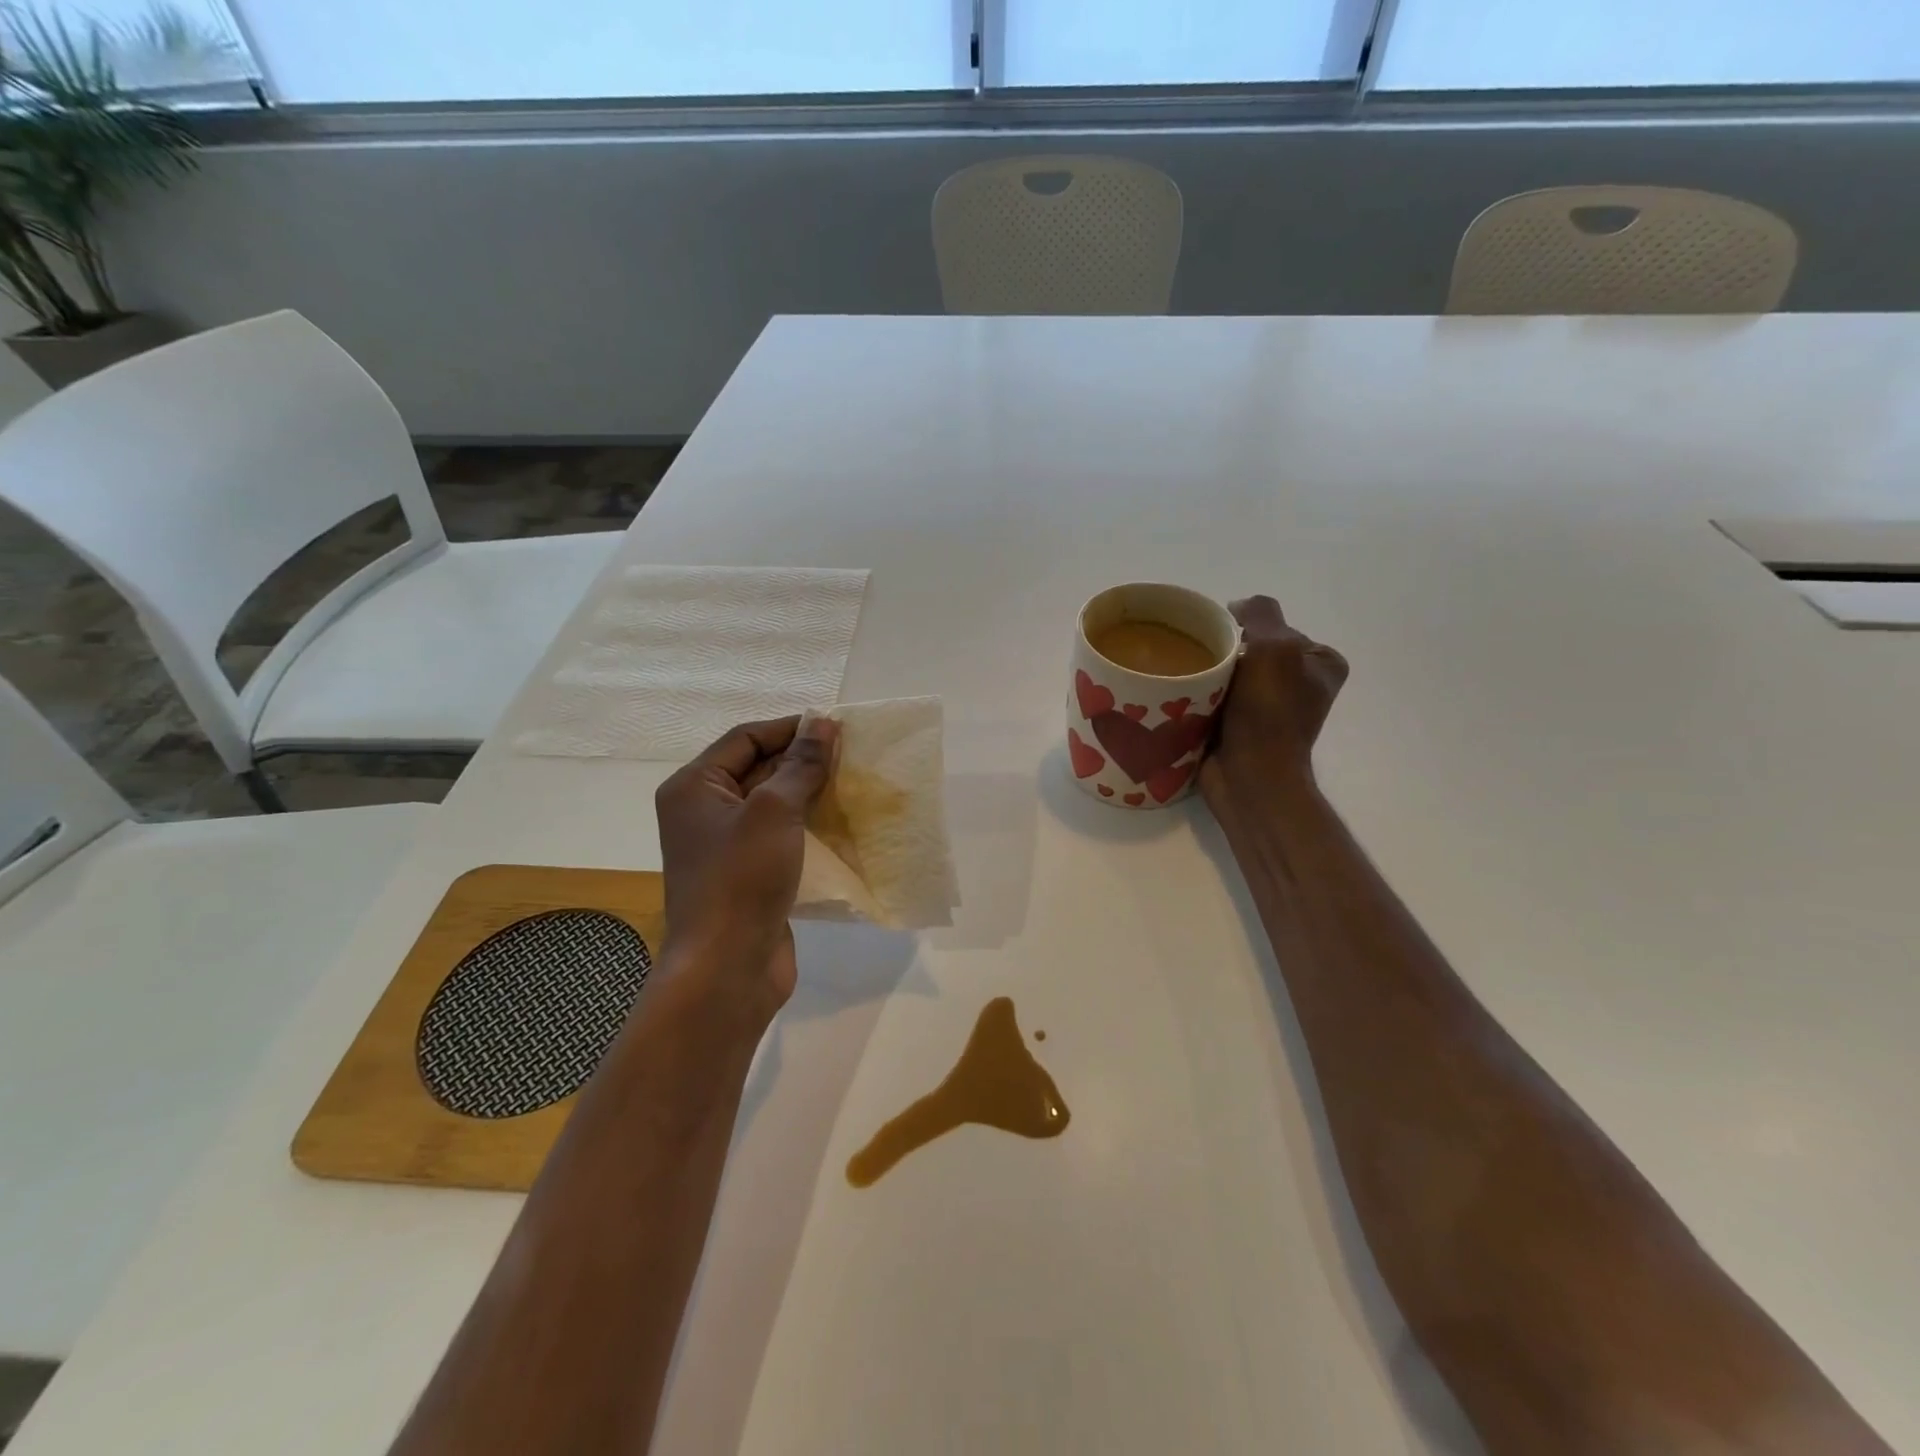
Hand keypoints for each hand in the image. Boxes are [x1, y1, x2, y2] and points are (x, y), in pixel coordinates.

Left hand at [655, 715, 838, 1018]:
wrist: (726, 969)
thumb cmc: (741, 879)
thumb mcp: (774, 810)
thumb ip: (800, 765)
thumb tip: (823, 724)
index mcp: (694, 787)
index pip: (746, 738)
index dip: (791, 728)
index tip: (837, 728)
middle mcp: (703, 812)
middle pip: (758, 768)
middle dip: (803, 761)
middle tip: (852, 756)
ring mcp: (725, 846)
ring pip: (773, 804)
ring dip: (810, 793)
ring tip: (853, 785)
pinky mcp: (747, 875)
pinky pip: (780, 837)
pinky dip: (807, 827)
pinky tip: (841, 825)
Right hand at [1201, 596, 1348, 810]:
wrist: (1250, 778)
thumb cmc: (1269, 713)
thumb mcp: (1275, 647)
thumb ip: (1261, 614)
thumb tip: (1235, 609)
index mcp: (1320, 662)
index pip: (1274, 626)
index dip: (1244, 627)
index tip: (1219, 640)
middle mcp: (1299, 682)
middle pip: (1249, 648)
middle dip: (1223, 651)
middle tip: (1197, 658)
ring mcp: (1269, 708)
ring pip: (1229, 673)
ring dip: (1207, 674)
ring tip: (1186, 678)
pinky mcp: (1241, 727)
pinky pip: (1215, 698)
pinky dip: (1200, 696)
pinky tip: (1182, 697)